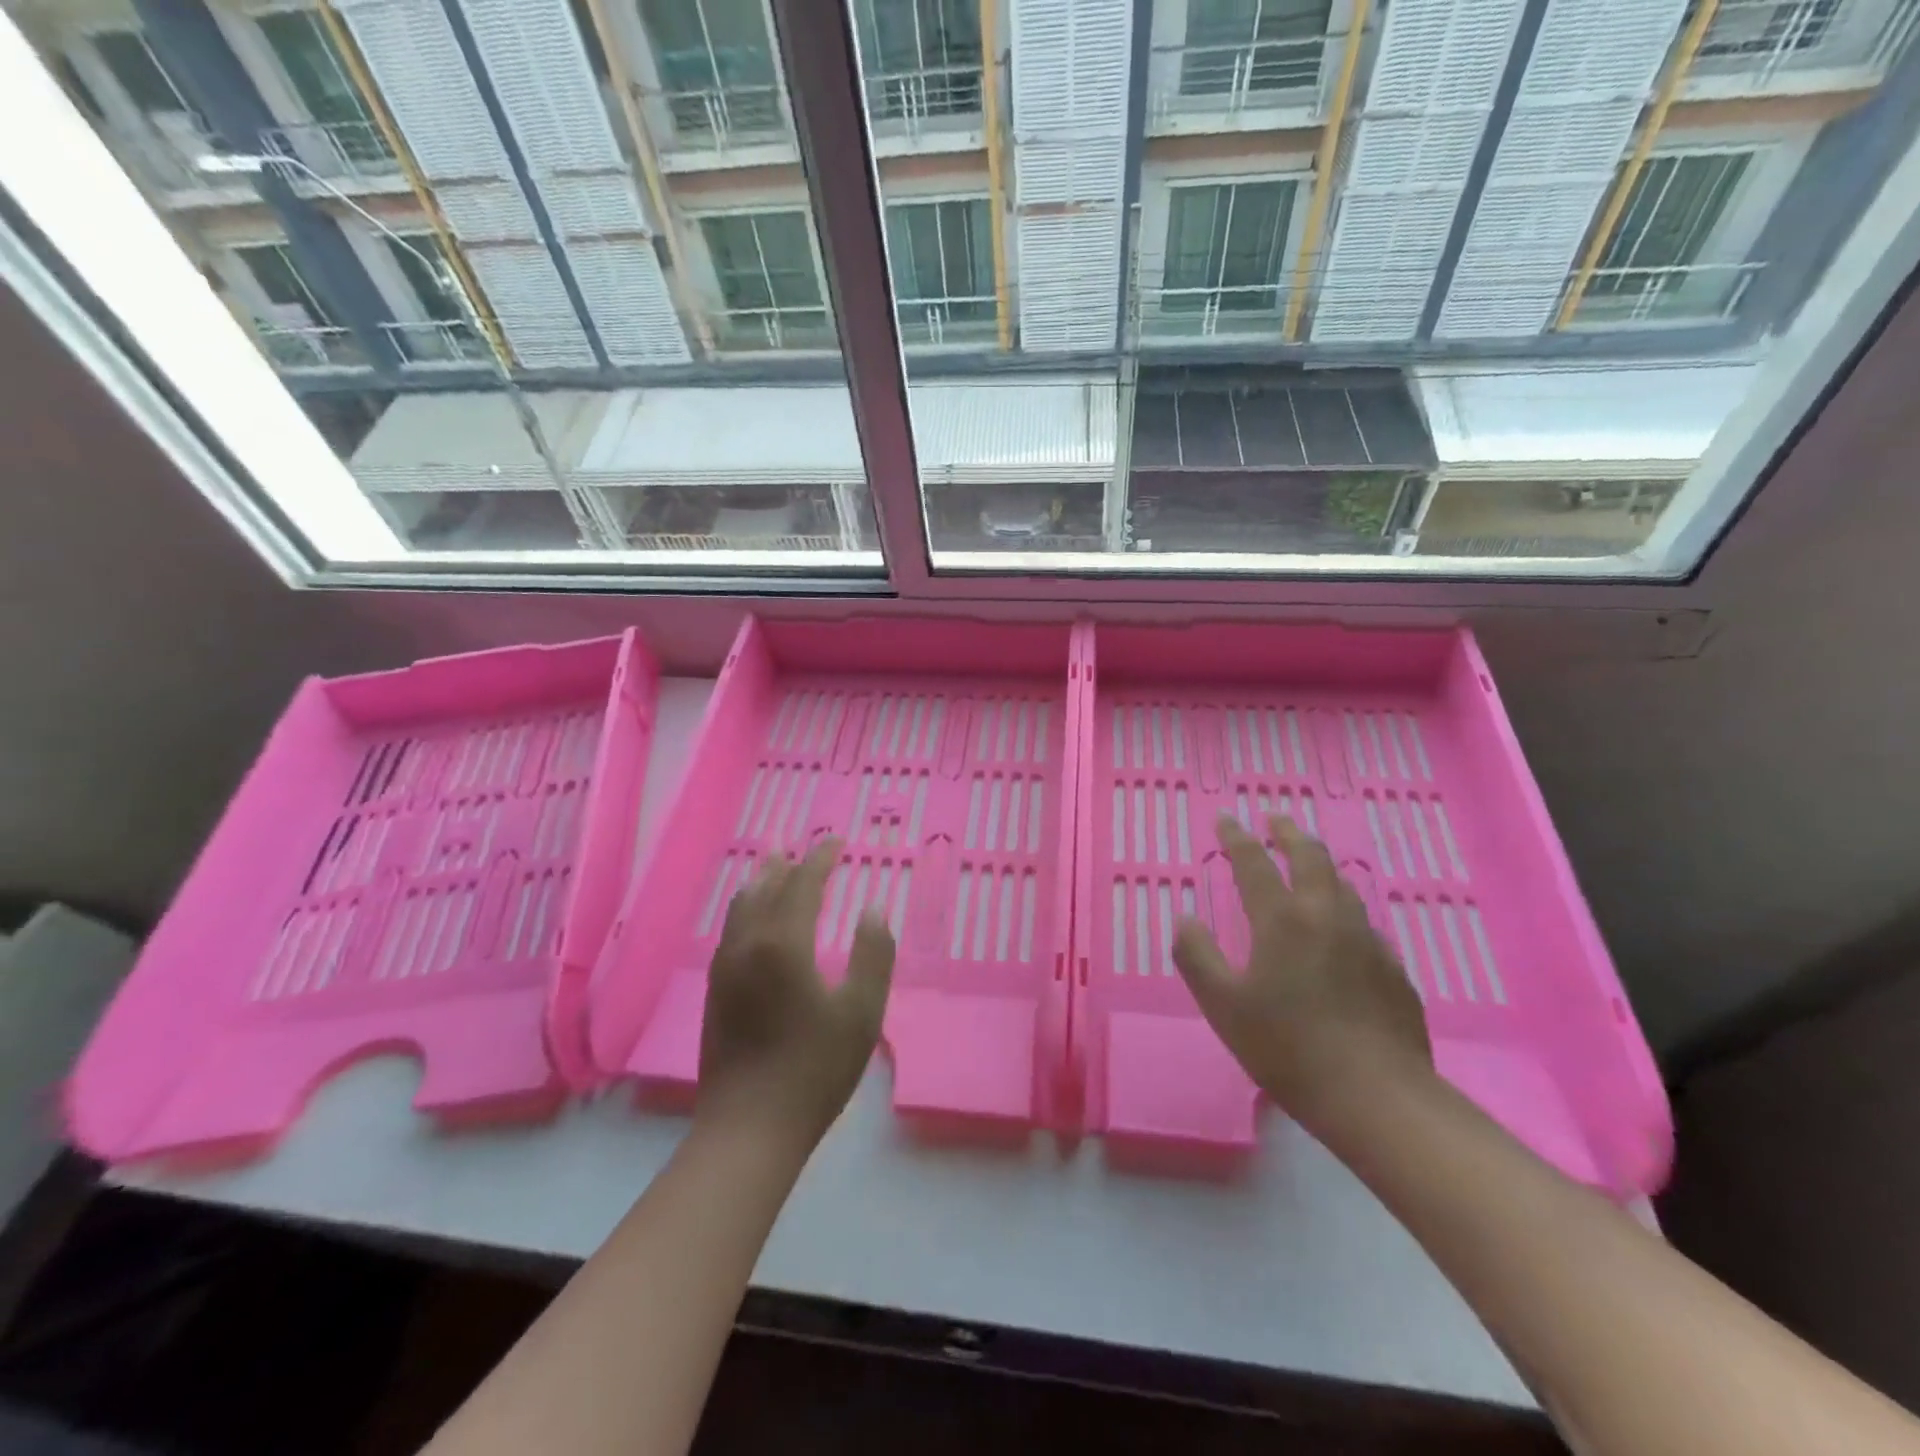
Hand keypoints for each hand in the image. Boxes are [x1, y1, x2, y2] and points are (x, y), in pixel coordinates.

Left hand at [697, 839, 895, 1149]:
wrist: (749, 1128)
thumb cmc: (815, 1069)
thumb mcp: (862, 1012)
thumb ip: (873, 954)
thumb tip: (873, 909)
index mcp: (784, 944)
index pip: (802, 885)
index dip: (821, 859)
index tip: (837, 841)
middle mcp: (747, 945)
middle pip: (765, 889)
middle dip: (787, 864)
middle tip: (803, 848)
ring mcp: (725, 968)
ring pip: (741, 908)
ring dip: (761, 882)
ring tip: (774, 867)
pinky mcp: (715, 991)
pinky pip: (731, 930)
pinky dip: (747, 908)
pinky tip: (755, 918)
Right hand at [1173, 814, 1432, 1125]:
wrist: (1378, 1097)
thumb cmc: (1287, 1048)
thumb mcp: (1222, 1005)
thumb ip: (1196, 955)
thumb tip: (1186, 918)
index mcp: (1282, 919)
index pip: (1254, 864)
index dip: (1236, 838)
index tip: (1225, 818)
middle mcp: (1327, 916)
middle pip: (1310, 858)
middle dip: (1289, 833)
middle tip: (1274, 819)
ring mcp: (1366, 940)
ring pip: (1343, 885)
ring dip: (1320, 864)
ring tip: (1309, 861)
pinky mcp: (1393, 969)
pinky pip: (1363, 922)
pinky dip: (1343, 907)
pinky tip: (1341, 928)